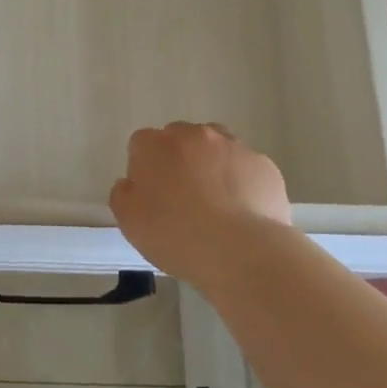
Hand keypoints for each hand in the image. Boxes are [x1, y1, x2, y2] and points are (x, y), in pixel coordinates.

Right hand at [109, 122, 291, 280]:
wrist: (242, 252)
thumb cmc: (176, 235)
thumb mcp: (129, 222)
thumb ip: (122, 194)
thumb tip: (131, 183)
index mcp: (155, 145)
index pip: (141, 145)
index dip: (145, 169)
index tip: (151, 197)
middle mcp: (193, 135)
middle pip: (180, 139)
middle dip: (179, 161)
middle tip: (182, 199)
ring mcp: (232, 146)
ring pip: (216, 148)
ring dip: (212, 166)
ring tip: (216, 203)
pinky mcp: (264, 164)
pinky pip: (246, 168)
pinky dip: (242, 182)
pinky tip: (243, 212)